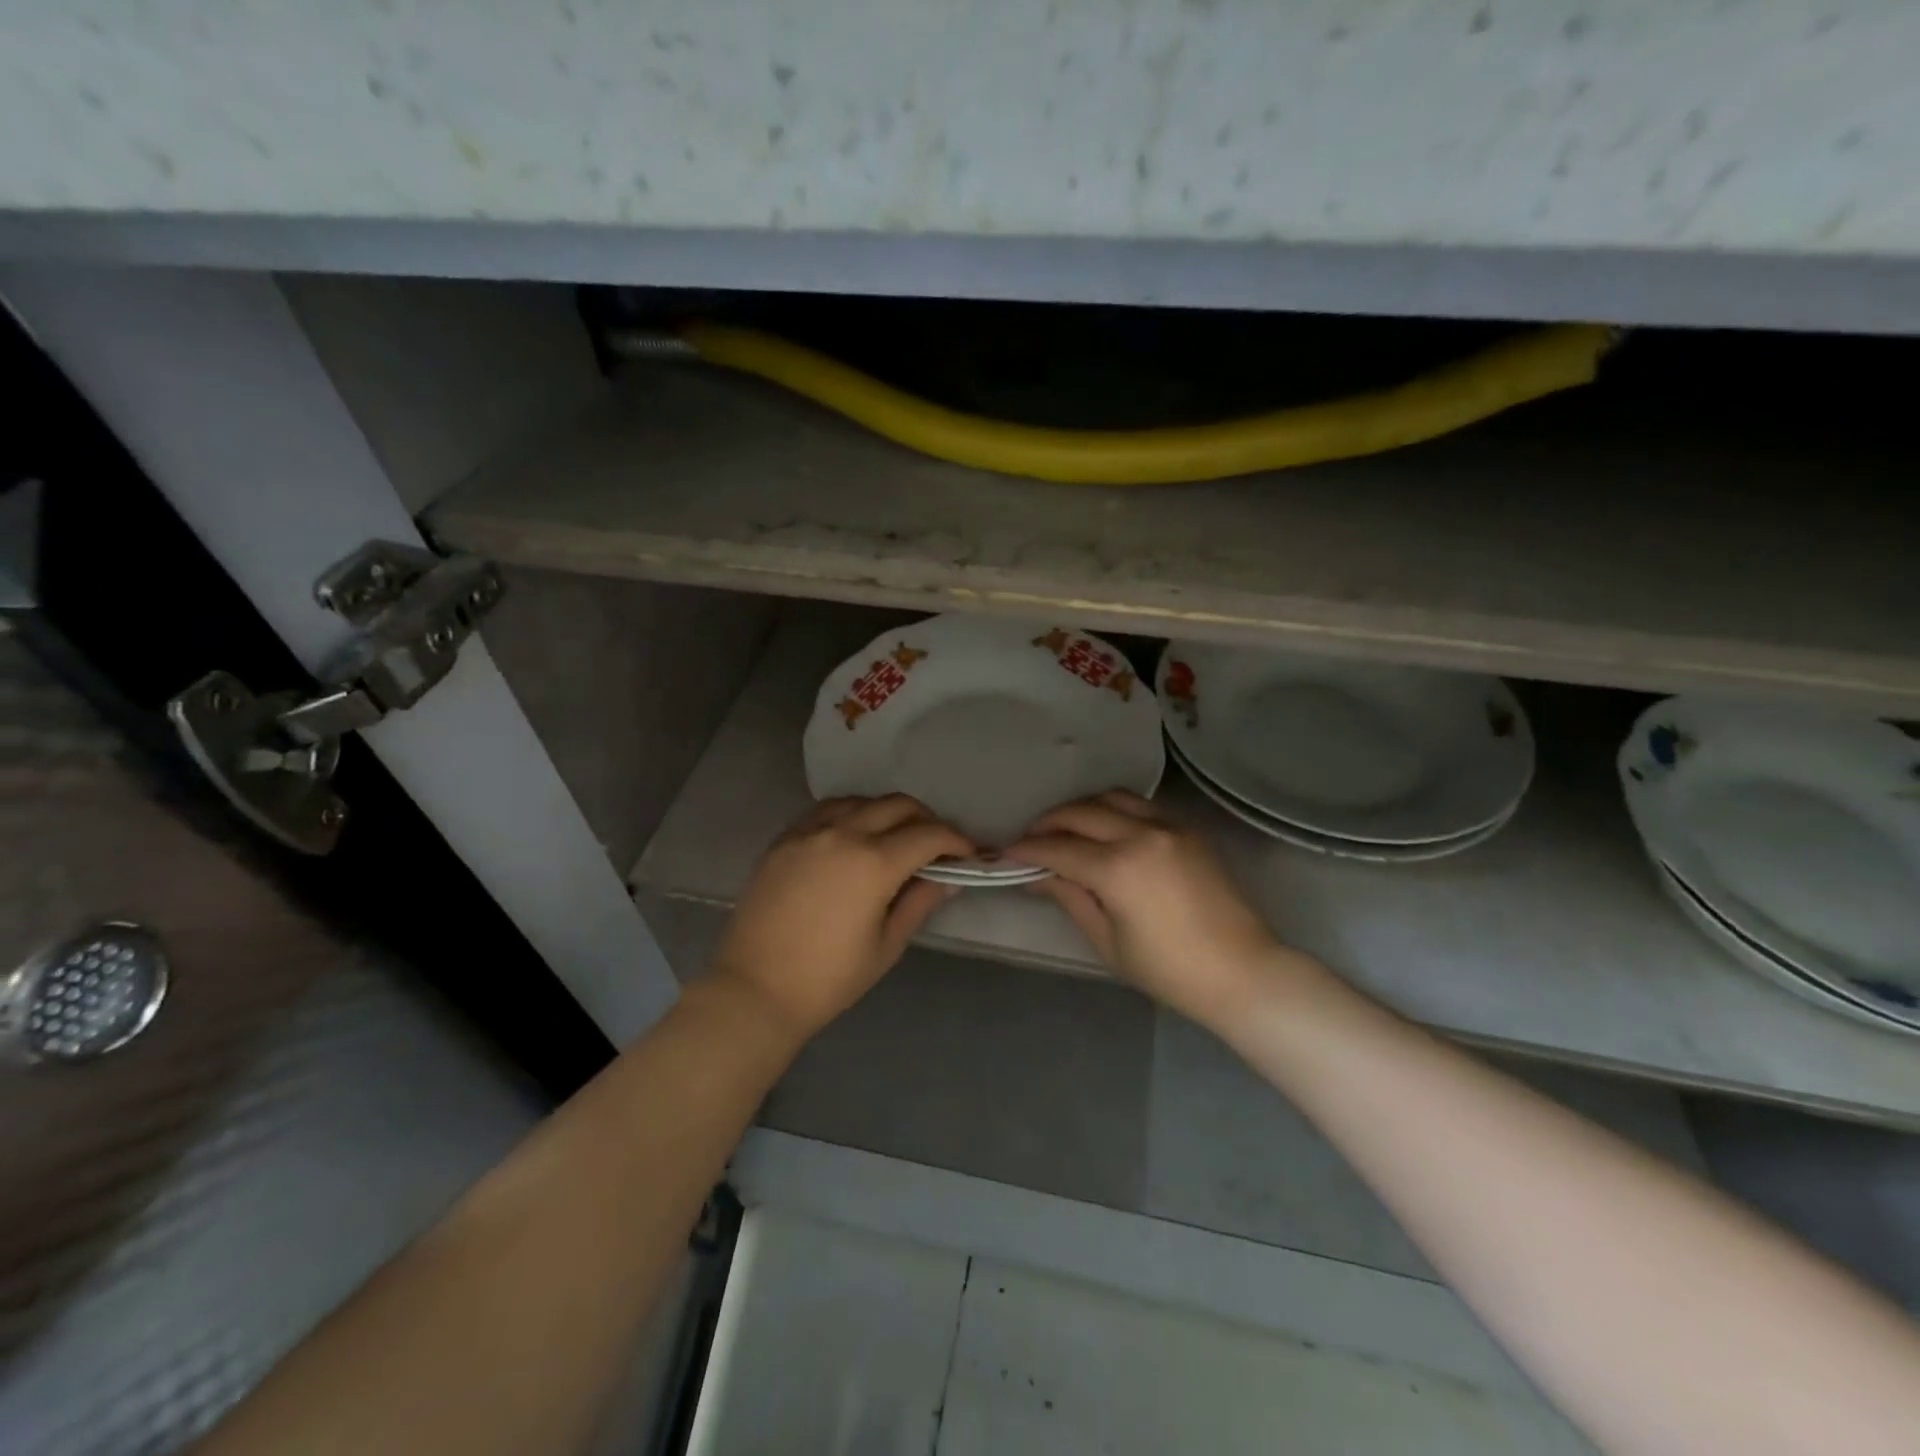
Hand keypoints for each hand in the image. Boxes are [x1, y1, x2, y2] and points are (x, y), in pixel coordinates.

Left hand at [708, 795, 971, 1041]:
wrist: (754, 990)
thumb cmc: (828, 979)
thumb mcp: (886, 945)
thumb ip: (920, 902)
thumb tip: (949, 878)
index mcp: (873, 863)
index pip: (929, 835)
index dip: (956, 841)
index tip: (968, 854)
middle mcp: (843, 834)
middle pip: (898, 806)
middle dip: (927, 820)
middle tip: (937, 846)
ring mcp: (809, 831)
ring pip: (862, 800)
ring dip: (888, 812)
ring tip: (896, 838)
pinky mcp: (784, 839)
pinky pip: (826, 810)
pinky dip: (851, 813)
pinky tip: (854, 835)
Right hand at [1007, 791, 1280, 1025]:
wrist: (1242, 971)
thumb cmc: (1169, 971)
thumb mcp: (1108, 940)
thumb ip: (1069, 897)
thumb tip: (1036, 874)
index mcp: (1119, 869)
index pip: (1058, 848)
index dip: (1026, 849)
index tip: (1005, 853)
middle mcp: (1142, 834)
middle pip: (1080, 813)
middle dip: (1048, 823)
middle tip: (1029, 839)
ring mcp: (1169, 826)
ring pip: (1111, 798)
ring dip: (1081, 809)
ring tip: (1065, 828)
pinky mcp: (1187, 828)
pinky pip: (1140, 805)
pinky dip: (1113, 810)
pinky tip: (1105, 829)